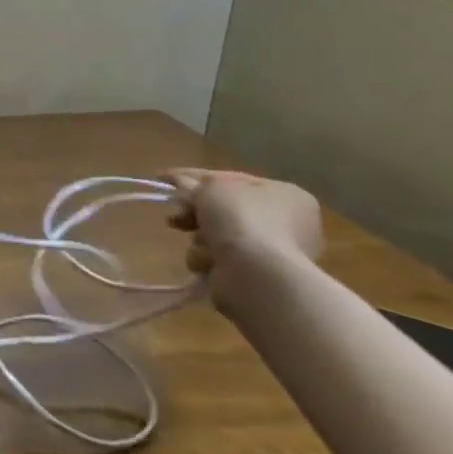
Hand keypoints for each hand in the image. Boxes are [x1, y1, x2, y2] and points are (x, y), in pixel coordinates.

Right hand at [166, 169, 322, 310]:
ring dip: (201, 238)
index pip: (231, 179)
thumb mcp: (210, 187)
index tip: (163, 179)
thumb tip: (181, 185)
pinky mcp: (258, 276)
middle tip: (176, 216)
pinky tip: (209, 262)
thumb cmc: (240, 218)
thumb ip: (193, 183)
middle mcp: (289, 223)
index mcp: (286, 194)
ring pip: (219, 235)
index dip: (194, 177)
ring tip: (200, 244)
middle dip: (196, 213)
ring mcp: (275, 252)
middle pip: (225, 210)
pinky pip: (221, 259)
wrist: (255, 272)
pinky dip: (208, 258)